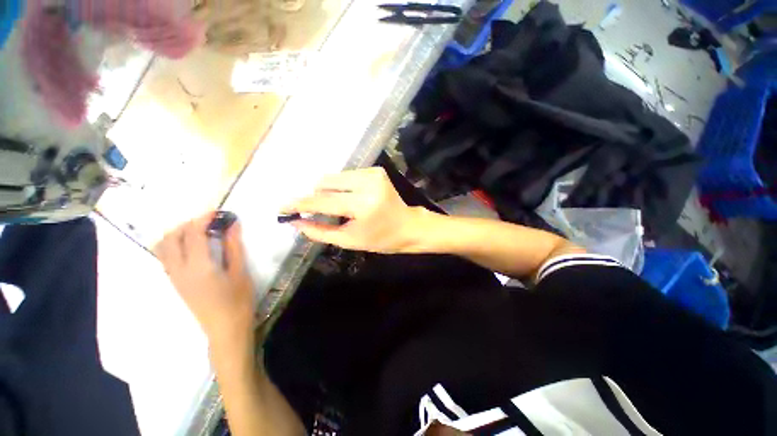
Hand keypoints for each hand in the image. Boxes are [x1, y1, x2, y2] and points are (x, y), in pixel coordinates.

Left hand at [154, 212, 254, 346]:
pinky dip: (174, 245)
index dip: (202, 219)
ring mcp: (174, 277)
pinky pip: (166, 257)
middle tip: (208, 221)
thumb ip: (233, 247)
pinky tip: (192, 246)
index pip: (192, 234)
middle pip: (170, 238)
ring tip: (198, 231)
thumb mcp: (240, 272)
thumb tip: (232, 225)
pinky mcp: (175, 283)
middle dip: (186, 224)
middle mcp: (179, 270)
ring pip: (163, 248)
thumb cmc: (237, 300)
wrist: (224, 329)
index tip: (215, 211)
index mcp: (198, 267)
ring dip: (177, 234)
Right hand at [282, 167, 426, 252]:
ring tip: (338, 206)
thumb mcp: (350, 240)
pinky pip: (347, 176)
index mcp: (363, 205)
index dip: (300, 204)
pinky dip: (342, 186)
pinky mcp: (376, 170)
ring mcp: (373, 173)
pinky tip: (350, 198)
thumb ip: (320, 231)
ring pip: (335, 177)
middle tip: (316, 210)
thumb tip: (295, 222)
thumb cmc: (381, 239)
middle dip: (316, 196)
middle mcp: (368, 183)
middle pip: (326, 182)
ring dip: (329, 191)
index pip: (323, 201)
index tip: (282, 208)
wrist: (408, 226)